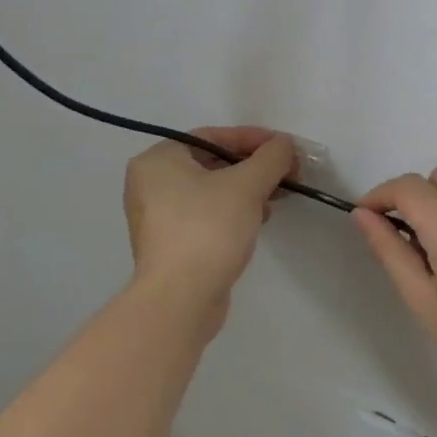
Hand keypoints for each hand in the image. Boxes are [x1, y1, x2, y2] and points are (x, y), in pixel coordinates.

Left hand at [123, 127, 296, 330]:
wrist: (180, 300)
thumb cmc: (208, 229)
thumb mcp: (246, 185)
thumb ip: (270, 158)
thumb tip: (285, 144)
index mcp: (158, 160)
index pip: (212, 137)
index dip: (252, 139)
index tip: (283, 147)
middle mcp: (150, 183)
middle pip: (212, 163)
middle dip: (252, 167)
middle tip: (286, 172)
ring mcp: (157, 217)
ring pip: (211, 191)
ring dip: (246, 190)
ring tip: (277, 197)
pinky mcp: (170, 244)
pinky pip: (206, 215)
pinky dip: (232, 212)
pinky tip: (259, 220)